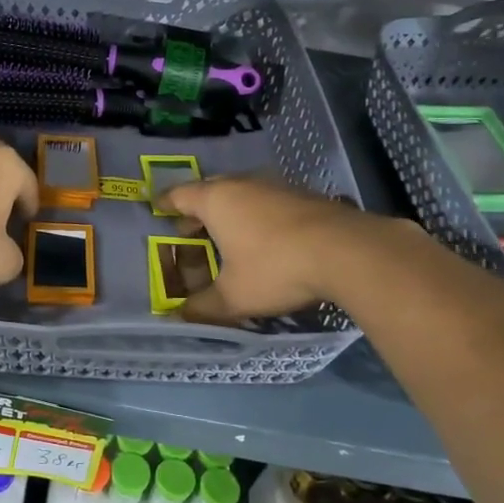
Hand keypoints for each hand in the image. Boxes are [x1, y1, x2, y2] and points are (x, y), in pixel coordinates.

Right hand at [161, 176, 376, 322]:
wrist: (347, 252)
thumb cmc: (275, 268)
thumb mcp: (234, 297)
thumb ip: (203, 307)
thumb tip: (180, 317)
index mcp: (217, 200)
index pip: (180, 194)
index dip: (166, 203)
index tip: (156, 208)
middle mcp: (243, 185)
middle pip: (211, 190)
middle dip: (197, 209)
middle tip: (189, 228)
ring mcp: (277, 187)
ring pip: (243, 193)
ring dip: (231, 211)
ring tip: (227, 234)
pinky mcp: (305, 196)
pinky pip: (268, 201)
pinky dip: (258, 215)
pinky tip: (266, 237)